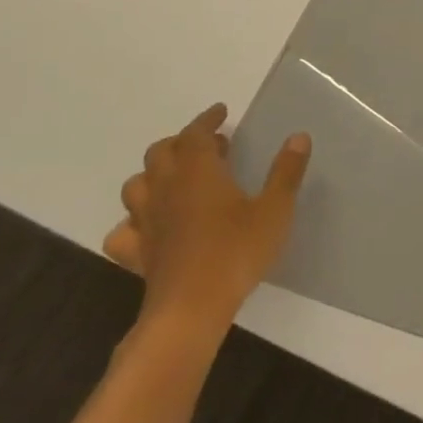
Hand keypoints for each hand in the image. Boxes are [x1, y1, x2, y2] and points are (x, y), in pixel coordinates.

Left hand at [103, 104, 310, 339]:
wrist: (190, 310)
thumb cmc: (237, 251)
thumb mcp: (275, 209)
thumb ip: (286, 171)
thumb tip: (298, 136)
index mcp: (199, 172)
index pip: (195, 134)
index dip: (207, 120)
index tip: (221, 112)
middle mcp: (166, 189)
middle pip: (160, 153)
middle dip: (181, 142)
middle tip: (209, 146)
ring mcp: (146, 223)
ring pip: (136, 186)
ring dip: (155, 175)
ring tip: (179, 179)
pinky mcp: (138, 253)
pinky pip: (124, 230)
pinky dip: (134, 221)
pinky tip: (152, 226)